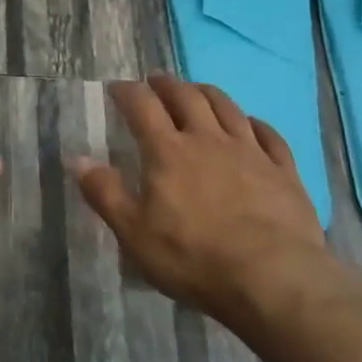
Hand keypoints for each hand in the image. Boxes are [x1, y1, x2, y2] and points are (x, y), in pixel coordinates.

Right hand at [70, 74, 335, 336]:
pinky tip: (250, 124)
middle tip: (155, 82)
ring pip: (227, 107)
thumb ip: (105, 193)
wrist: (273, 279)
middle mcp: (208, 139)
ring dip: (207, 93)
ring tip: (196, 90)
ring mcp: (250, 152)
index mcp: (168, 151)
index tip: (117, 87)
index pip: (142, 106)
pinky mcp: (284, 171)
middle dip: (166, 85)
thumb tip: (77, 159)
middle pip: (186, 97)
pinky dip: (254, 122)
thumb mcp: (134, 233)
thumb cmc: (193, 257)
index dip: (127, 92)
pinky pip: (268, 135)